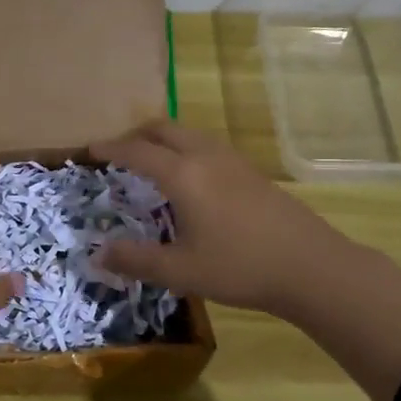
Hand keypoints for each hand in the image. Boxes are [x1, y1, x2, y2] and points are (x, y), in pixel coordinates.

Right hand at [89, 121, 400, 400]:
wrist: (311, 266)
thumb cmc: (240, 267)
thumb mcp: (180, 271)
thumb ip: (135, 260)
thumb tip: (96, 254)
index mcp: (183, 174)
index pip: (136, 151)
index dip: (110, 148)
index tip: (89, 149)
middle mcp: (206, 157)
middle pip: (164, 129)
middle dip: (136, 135)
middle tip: (118, 152)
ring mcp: (233, 161)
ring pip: (189, 134)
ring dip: (163, 140)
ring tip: (151, 162)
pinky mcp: (252, 172)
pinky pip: (207, 146)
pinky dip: (185, 149)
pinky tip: (190, 179)